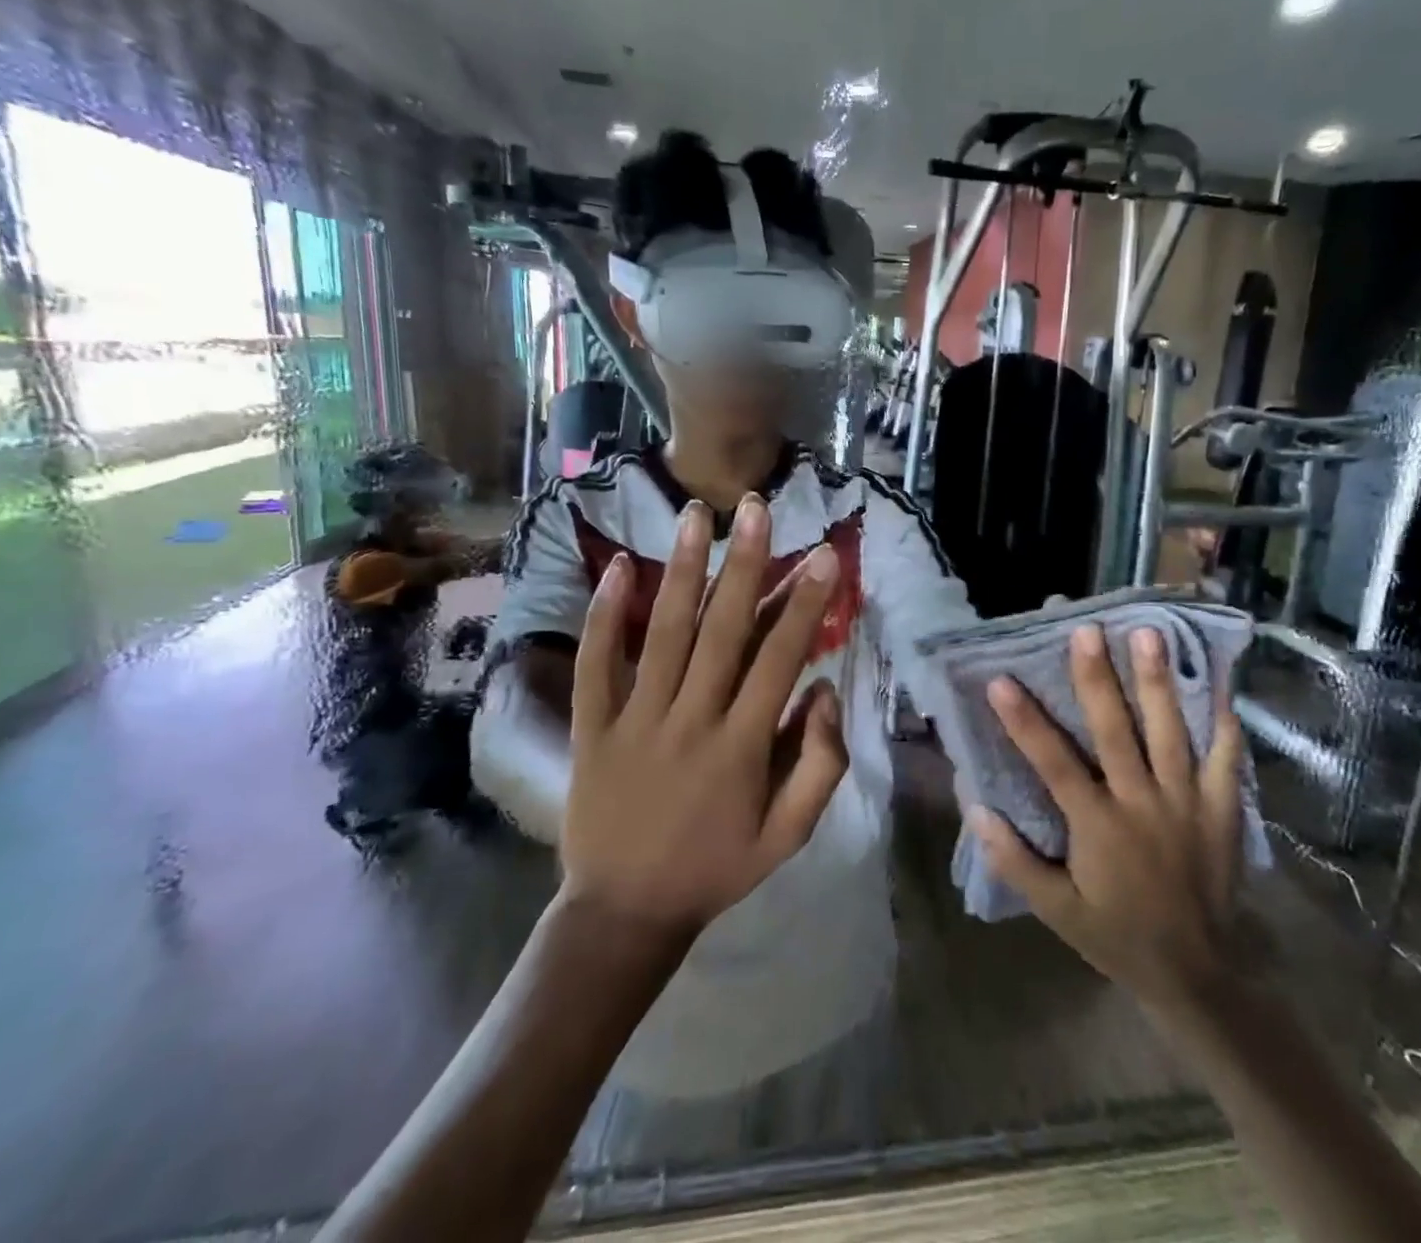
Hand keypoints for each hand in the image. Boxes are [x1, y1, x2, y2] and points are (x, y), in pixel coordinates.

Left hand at [560, 496, 848, 945]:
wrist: (624, 912)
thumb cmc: (716, 869)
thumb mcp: (788, 837)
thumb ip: (819, 767)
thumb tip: (827, 693)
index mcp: (742, 747)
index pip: (780, 660)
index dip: (805, 605)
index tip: (824, 554)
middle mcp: (690, 720)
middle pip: (723, 631)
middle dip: (744, 564)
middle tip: (757, 508)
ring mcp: (636, 720)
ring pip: (663, 634)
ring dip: (682, 570)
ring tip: (694, 514)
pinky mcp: (593, 726)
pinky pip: (598, 664)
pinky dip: (605, 615)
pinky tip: (619, 566)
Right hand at [967, 624, 1246, 1020]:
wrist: (1198, 976)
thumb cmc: (1116, 936)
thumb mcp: (1056, 911)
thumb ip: (1016, 862)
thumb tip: (977, 810)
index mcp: (1098, 826)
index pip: (1053, 763)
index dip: (1024, 721)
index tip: (1001, 679)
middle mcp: (1142, 803)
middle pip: (1116, 731)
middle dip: (1097, 678)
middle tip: (1086, 631)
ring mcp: (1187, 803)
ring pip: (1170, 732)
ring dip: (1158, 681)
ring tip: (1150, 633)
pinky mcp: (1222, 811)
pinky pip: (1226, 759)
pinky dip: (1224, 721)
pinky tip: (1219, 683)